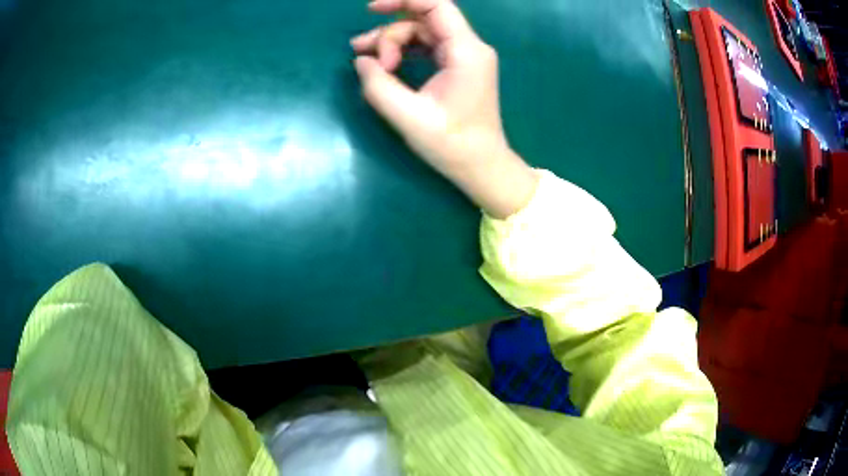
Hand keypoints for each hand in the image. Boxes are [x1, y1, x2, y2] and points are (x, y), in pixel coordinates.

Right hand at [351, 0, 537, 218]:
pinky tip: (385, 64)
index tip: (371, 8)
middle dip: (389, 33)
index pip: (435, 5)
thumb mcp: (408, 117)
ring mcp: (464, 56)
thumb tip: (362, 61)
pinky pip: (426, 46)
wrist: (482, 167)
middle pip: (423, 20)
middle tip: (367, 60)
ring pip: (422, 33)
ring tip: (367, 62)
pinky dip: (403, 51)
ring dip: (392, 42)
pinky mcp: (457, 66)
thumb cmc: (452, 145)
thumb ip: (378, 85)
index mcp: (465, 51)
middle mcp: (469, 47)